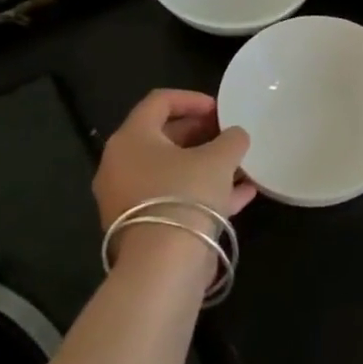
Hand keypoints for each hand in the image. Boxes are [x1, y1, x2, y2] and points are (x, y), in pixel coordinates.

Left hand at [93, 90, 254, 250]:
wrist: (163, 264)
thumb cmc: (187, 194)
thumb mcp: (220, 158)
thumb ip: (231, 138)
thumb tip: (234, 135)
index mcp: (132, 139)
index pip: (159, 102)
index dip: (192, 99)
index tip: (221, 109)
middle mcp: (120, 165)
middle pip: (163, 137)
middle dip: (201, 133)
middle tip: (229, 135)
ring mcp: (127, 198)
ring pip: (171, 171)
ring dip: (205, 164)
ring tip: (240, 165)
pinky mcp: (140, 226)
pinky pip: (174, 198)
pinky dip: (202, 192)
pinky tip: (242, 195)